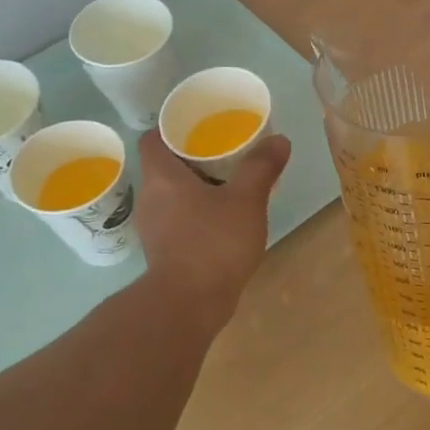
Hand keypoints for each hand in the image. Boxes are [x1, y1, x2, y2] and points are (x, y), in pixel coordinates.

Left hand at [134, 128, 291, 327]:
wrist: (190, 304)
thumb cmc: (213, 243)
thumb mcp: (246, 200)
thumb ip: (261, 168)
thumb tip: (279, 140)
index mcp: (161, 176)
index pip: (153, 138)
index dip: (172, 126)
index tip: (200, 125)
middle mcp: (149, 197)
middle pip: (163, 166)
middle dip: (190, 156)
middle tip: (223, 151)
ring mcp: (153, 227)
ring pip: (170, 194)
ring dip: (193, 187)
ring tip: (227, 183)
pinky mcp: (163, 251)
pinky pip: (176, 219)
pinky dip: (194, 213)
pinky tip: (220, 220)